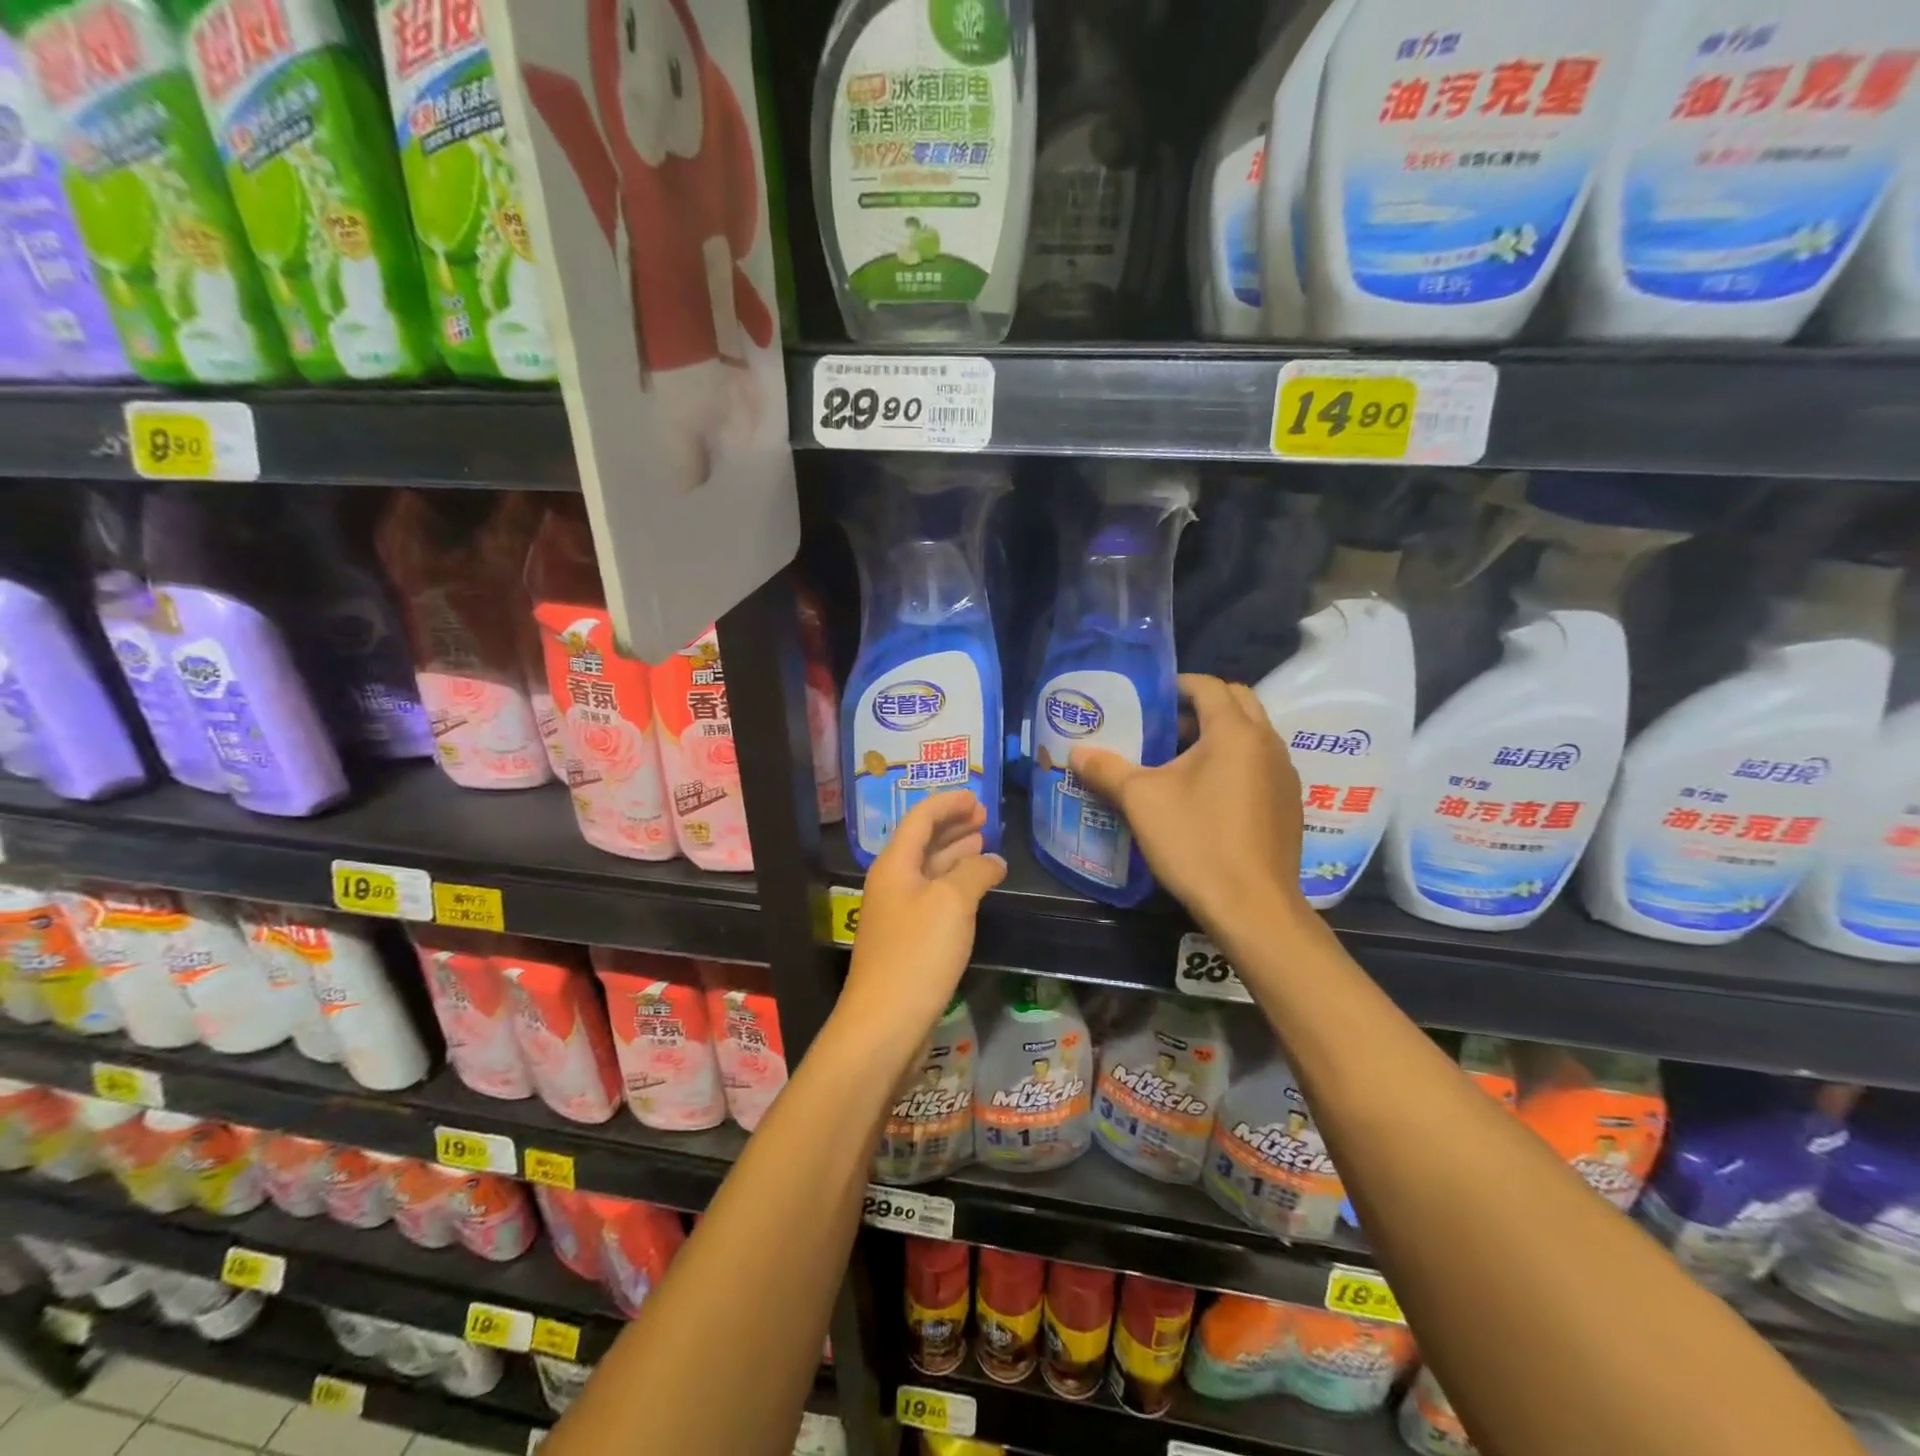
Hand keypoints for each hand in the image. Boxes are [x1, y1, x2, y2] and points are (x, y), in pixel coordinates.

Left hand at [838, 792, 1006, 1059]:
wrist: (885, 1022)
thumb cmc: (917, 953)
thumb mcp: (952, 903)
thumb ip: (974, 872)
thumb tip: (992, 860)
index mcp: (894, 864)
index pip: (920, 819)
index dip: (948, 803)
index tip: (977, 797)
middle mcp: (892, 882)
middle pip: (922, 842)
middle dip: (952, 826)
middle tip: (984, 818)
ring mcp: (898, 912)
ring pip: (928, 870)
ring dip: (955, 854)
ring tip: (982, 844)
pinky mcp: (907, 939)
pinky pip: (932, 896)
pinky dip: (954, 884)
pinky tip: (974, 888)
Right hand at [1070, 675, 1307, 936]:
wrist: (1253, 908)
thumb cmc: (1196, 842)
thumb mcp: (1141, 801)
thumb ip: (1107, 770)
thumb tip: (1076, 753)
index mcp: (1235, 732)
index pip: (1208, 686)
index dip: (1176, 685)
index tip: (1148, 698)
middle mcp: (1267, 743)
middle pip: (1237, 702)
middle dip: (1201, 705)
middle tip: (1165, 724)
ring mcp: (1284, 775)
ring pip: (1251, 734)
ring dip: (1219, 734)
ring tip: (1179, 759)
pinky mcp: (1289, 804)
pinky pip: (1260, 764)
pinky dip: (1235, 761)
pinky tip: (1206, 794)